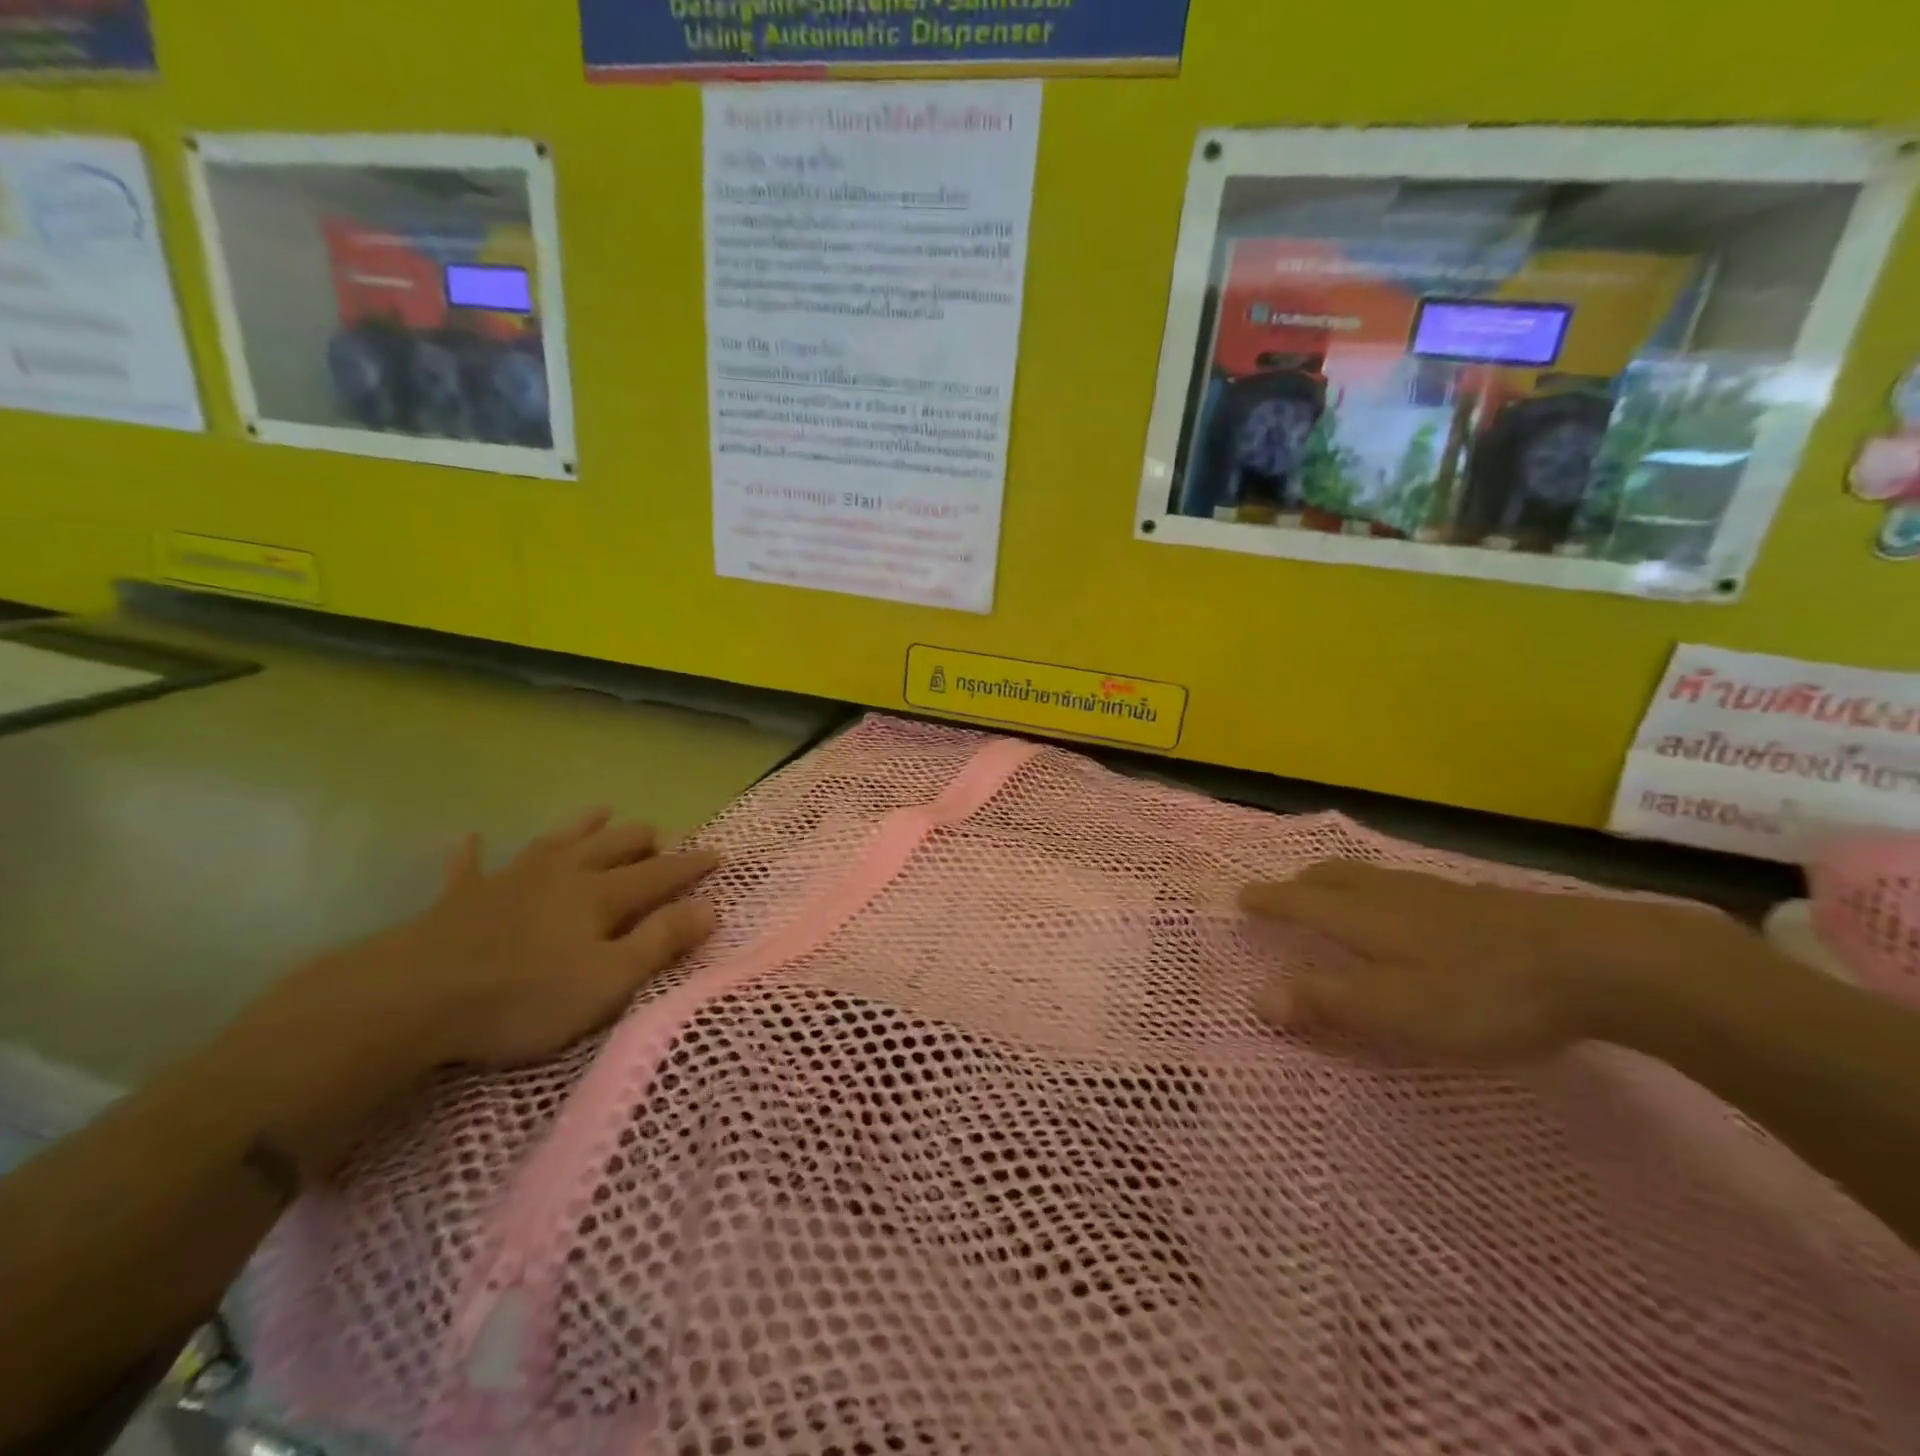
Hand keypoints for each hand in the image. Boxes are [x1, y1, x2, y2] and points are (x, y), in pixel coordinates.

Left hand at [254, 809, 719, 1077]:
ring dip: (580, 826)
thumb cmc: (523, 997)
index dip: (691, 865)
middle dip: (641, 839)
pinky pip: (469, 867)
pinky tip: (471, 837)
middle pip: (611, 846)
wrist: (411, 999)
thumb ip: (661, 942)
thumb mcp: (608, 980)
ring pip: (554, 842)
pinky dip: (473, 853)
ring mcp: (509, 881)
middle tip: (659, 836)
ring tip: (600, 810)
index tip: (718, 853)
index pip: (660, 873)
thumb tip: (710, 907)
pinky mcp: (459, 899)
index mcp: (600, 896)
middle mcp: (562, 876)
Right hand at [1239, 861, 1752, 1063]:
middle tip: (1284, 891)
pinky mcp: (1481, 901)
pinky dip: (1384, 890)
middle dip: (1301, 882)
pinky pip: (1408, 885)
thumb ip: (1326, 1003)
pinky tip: (1409, 910)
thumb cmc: (1480, 994)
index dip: (1268, 901)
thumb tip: (1256, 995)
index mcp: (1363, 918)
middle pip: (1333, 876)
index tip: (1240, 898)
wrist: (1596, 962)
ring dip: (1340, 881)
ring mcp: (1439, 893)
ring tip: (1336, 894)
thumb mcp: (1395, 1011)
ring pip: (1372, 876)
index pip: (1299, 902)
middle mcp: (1392, 895)